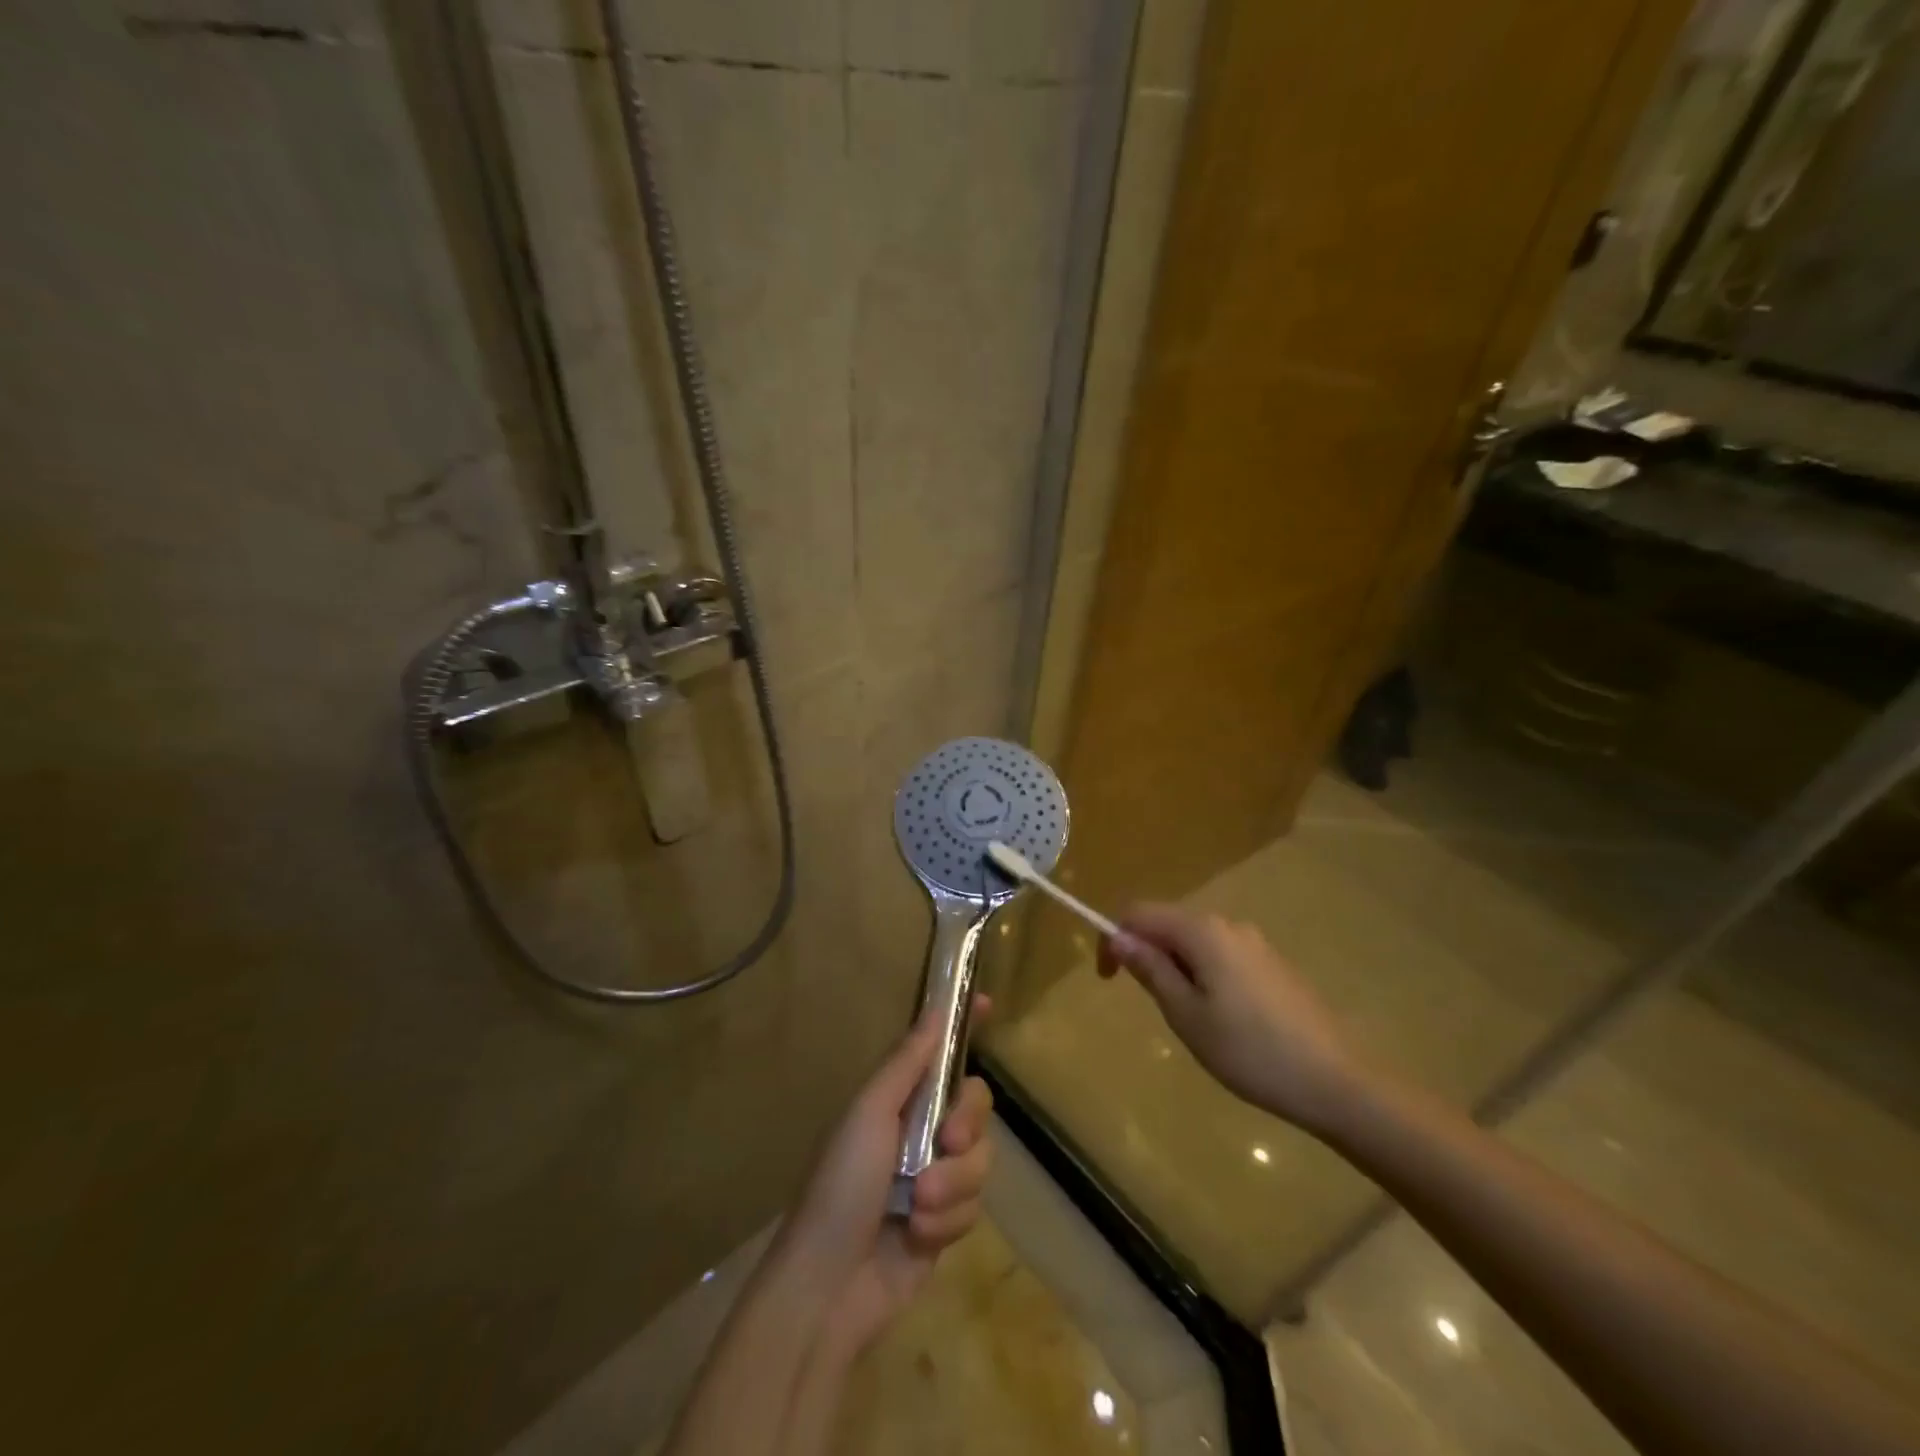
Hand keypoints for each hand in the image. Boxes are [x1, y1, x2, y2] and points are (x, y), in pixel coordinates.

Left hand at [775, 1003, 993, 1353]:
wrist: (829, 1285)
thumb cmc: (842, 1184)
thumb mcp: (869, 1113)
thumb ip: (907, 1063)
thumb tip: (936, 1009)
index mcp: (898, 1099)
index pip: (938, 1053)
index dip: (962, 1027)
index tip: (986, 1003)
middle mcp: (920, 1130)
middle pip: (975, 1105)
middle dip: (966, 1125)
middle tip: (948, 1142)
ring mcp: (936, 1176)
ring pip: (981, 1160)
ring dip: (952, 1185)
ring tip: (916, 1206)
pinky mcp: (946, 1222)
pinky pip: (974, 1206)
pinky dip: (948, 1221)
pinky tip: (917, 1236)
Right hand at [1099, 905, 1369, 1133]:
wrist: (1336, 1081)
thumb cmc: (1250, 1050)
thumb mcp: (1186, 1015)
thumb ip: (1151, 970)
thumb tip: (1119, 937)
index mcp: (1202, 931)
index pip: (1139, 914)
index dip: (1113, 938)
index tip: (1107, 980)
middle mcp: (1228, 925)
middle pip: (1168, 923)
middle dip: (1146, 954)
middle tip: (1152, 1006)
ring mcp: (1255, 943)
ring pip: (1195, 942)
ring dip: (1175, 967)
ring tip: (1188, 1019)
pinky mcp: (1272, 964)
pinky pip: (1220, 955)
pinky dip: (1202, 974)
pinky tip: (1221, 1019)